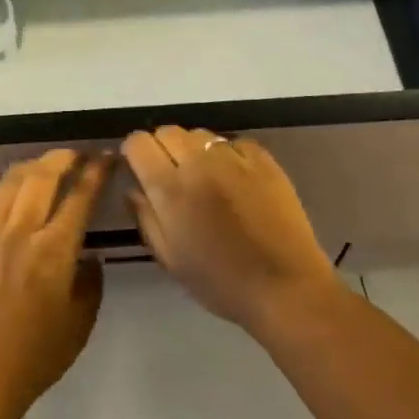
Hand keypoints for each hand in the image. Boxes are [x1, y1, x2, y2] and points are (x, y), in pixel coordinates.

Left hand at [0, 149, 112, 411]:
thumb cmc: (38, 355)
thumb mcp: (81, 321)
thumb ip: (90, 282)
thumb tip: (88, 256)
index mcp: (55, 250)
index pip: (80, 196)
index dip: (96, 172)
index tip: (105, 157)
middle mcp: (22, 231)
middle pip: (43, 177)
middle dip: (63, 158)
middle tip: (76, 155)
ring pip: (9, 183)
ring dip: (28, 165)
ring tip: (41, 163)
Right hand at [122, 126, 338, 331]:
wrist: (285, 288)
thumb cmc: (221, 282)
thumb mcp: (170, 259)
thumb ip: (146, 218)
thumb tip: (133, 189)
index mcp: (170, 189)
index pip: (138, 143)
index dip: (134, 153)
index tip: (139, 169)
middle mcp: (199, 163)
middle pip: (168, 131)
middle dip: (162, 148)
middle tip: (171, 176)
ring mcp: (234, 158)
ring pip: (200, 134)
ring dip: (194, 150)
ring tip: (204, 177)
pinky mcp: (264, 160)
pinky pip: (234, 143)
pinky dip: (227, 154)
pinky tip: (235, 179)